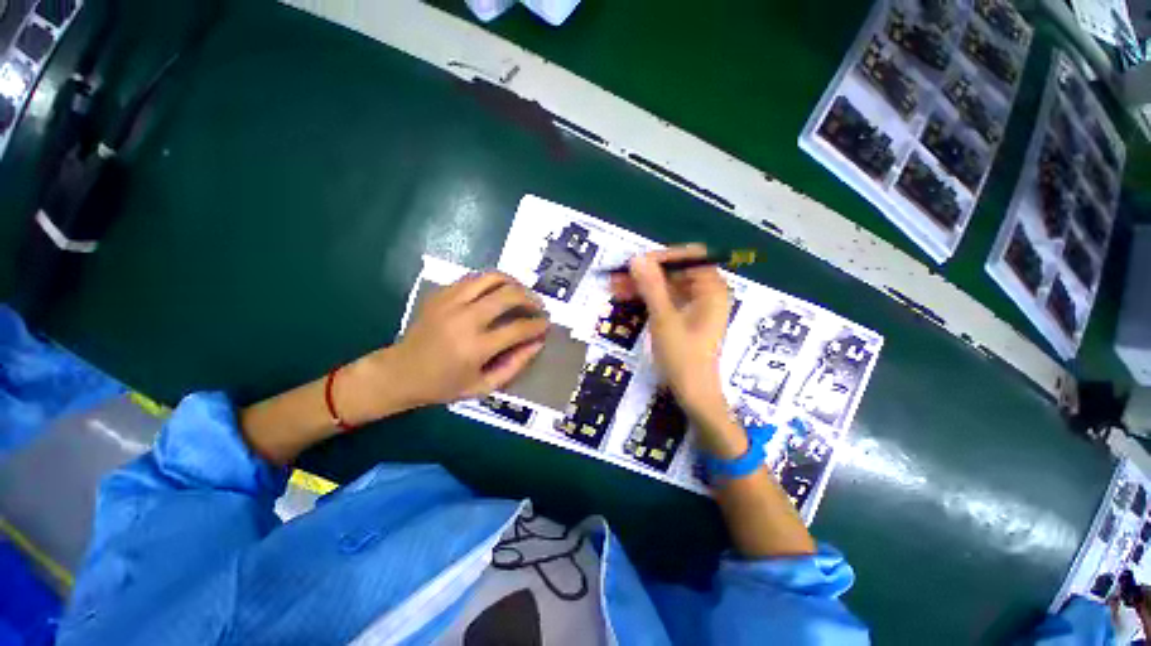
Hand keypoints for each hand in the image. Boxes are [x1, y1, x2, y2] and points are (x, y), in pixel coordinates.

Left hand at [383, 272, 548, 408]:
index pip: (518, 328)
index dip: (538, 324)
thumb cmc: (444, 385)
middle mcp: (464, 320)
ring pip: (492, 278)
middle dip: (531, 298)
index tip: (546, 324)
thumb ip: (515, 365)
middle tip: (539, 306)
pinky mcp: (441, 294)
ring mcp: (450, 302)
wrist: (400, 372)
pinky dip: (492, 282)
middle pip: (508, 295)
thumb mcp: (484, 386)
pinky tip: (498, 292)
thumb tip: (538, 343)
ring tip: (522, 293)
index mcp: (475, 348)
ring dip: (514, 283)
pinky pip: (474, 278)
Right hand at [611, 245, 730, 418]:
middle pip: (675, 271)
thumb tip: (637, 258)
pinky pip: (664, 299)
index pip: (690, 257)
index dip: (663, 257)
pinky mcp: (683, 317)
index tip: (637, 263)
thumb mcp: (664, 319)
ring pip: (665, 285)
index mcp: (712, 289)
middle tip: (618, 276)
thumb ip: (651, 287)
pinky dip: (646, 298)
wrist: (693, 394)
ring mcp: (694, 306)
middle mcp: (705, 293)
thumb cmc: (683, 357)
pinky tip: (625, 297)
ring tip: (614, 286)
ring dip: (641, 285)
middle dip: (645, 272)